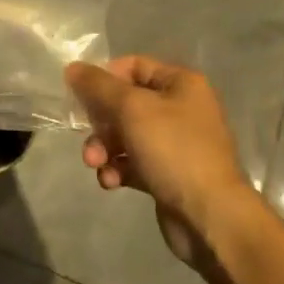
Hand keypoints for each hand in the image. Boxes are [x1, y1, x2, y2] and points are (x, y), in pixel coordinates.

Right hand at [65, 56, 258, 266]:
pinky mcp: (168, 174)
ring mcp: (176, 144)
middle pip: (125, 103)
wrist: (210, 217)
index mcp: (181, 84)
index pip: (133, 65)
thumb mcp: (131, 108)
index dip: (104, 77)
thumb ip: (98, 85)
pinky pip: (134, 163)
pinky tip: (111, 182)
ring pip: (126, 135)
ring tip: (95, 164)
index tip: (81, 95)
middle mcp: (181, 109)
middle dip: (101, 122)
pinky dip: (118, 169)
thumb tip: (72, 68)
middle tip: (87, 137)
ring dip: (104, 148)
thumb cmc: (173, 150)